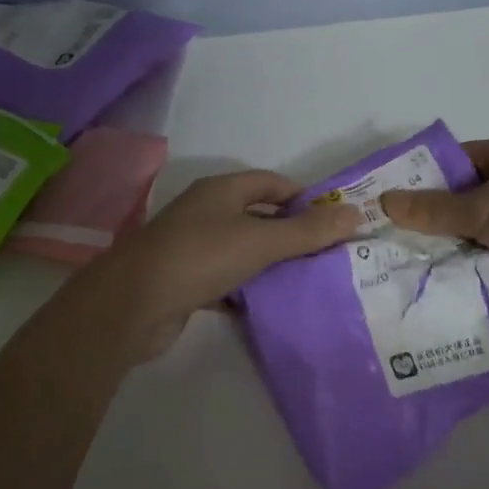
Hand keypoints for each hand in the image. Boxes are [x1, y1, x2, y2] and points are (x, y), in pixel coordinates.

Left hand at [84, 170, 361, 357]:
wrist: (133, 305)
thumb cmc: (200, 258)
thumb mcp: (260, 241)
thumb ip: (307, 231)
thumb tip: (355, 214)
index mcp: (221, 191)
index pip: (272, 183)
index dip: (304, 197)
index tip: (333, 221)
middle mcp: (205, 212)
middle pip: (257, 216)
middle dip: (290, 233)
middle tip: (326, 254)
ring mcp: (192, 247)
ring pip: (242, 249)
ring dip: (269, 263)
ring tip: (306, 280)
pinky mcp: (185, 280)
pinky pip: (225, 280)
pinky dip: (246, 290)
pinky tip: (268, 306)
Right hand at [380, 134, 488, 312]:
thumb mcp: (481, 209)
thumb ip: (432, 209)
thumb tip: (383, 200)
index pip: (455, 162)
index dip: (424, 180)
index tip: (392, 206)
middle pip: (468, 198)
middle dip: (438, 220)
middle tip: (398, 242)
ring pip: (484, 229)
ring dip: (461, 246)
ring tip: (417, 267)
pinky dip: (483, 264)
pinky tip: (453, 282)